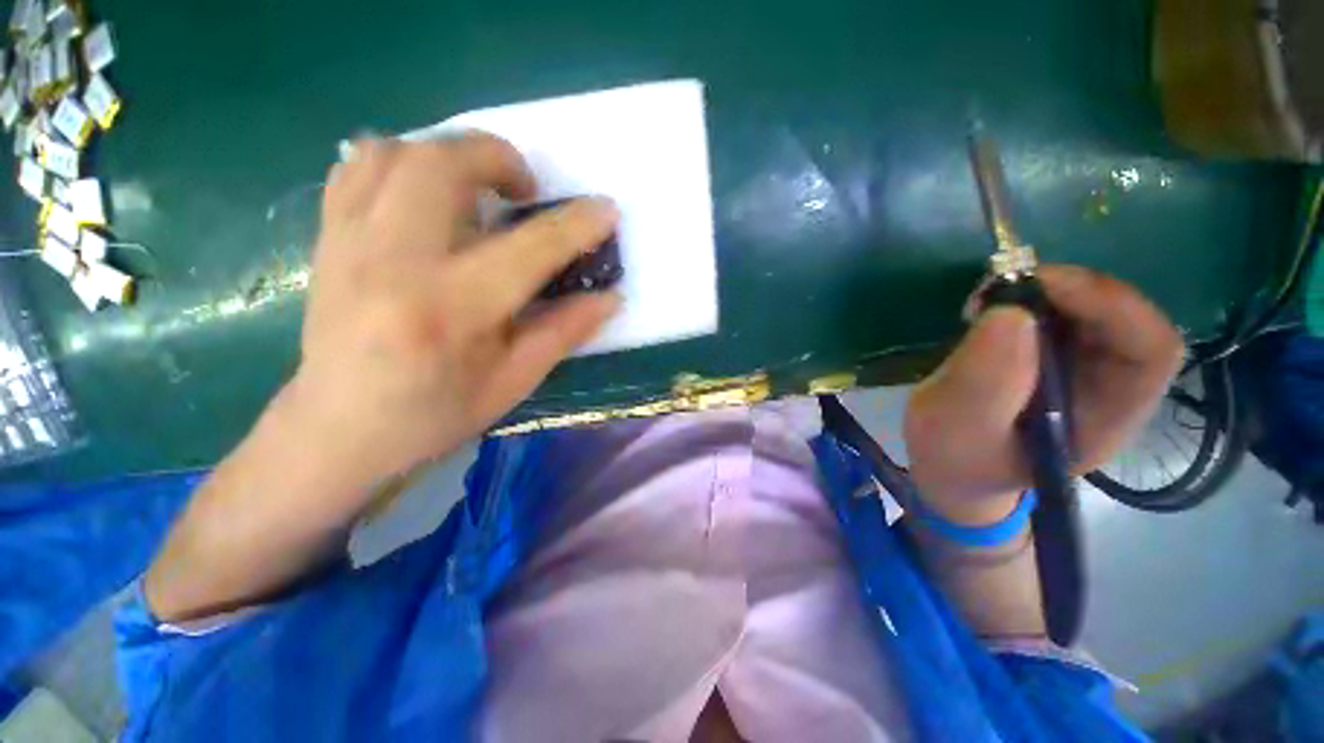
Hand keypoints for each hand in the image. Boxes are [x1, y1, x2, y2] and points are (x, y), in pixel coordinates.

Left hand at [286, 134, 620, 485]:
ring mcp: (349, 242)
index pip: (529, 248)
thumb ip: (565, 331)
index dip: (576, 225)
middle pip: (442, 165)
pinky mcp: (329, 238)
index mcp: (451, 310)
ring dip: (450, 155)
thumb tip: (610, 297)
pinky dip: (403, 162)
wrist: (338, 428)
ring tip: (477, 189)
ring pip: (396, 152)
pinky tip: (426, 195)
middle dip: (499, 158)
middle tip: (525, 190)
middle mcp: (393, 262)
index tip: (605, 211)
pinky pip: (359, 167)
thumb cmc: (436, 413)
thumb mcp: (514, 381)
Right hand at [903, 265, 1184, 524]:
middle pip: (1122, 318)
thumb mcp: (955, 433)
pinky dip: (1024, 298)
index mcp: (1104, 420)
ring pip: (1088, 309)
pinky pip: (1055, 312)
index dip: (1112, 306)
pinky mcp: (1048, 355)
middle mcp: (1107, 388)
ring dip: (1041, 290)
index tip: (1041, 286)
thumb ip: (982, 387)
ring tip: (985, 299)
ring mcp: (1079, 369)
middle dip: (1068, 290)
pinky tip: (989, 308)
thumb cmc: (954, 461)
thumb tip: (1010, 315)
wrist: (948, 466)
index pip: (1150, 351)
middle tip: (1000, 287)